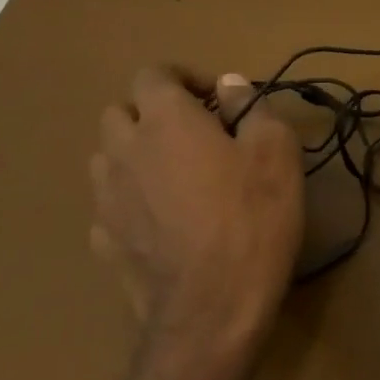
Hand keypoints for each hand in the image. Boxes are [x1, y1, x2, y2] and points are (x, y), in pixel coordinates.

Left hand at [89, 68, 304, 379]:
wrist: (212, 305)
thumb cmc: (253, 217)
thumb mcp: (276, 152)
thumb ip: (251, 108)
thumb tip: (229, 84)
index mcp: (165, 120)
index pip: (153, 74)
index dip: (185, 78)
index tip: (219, 100)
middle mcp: (124, 150)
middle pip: (120, 112)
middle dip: (153, 114)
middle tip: (196, 136)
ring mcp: (106, 198)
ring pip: (107, 157)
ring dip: (136, 154)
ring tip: (176, 177)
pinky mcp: (103, 240)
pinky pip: (110, 204)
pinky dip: (131, 200)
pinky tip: (162, 221)